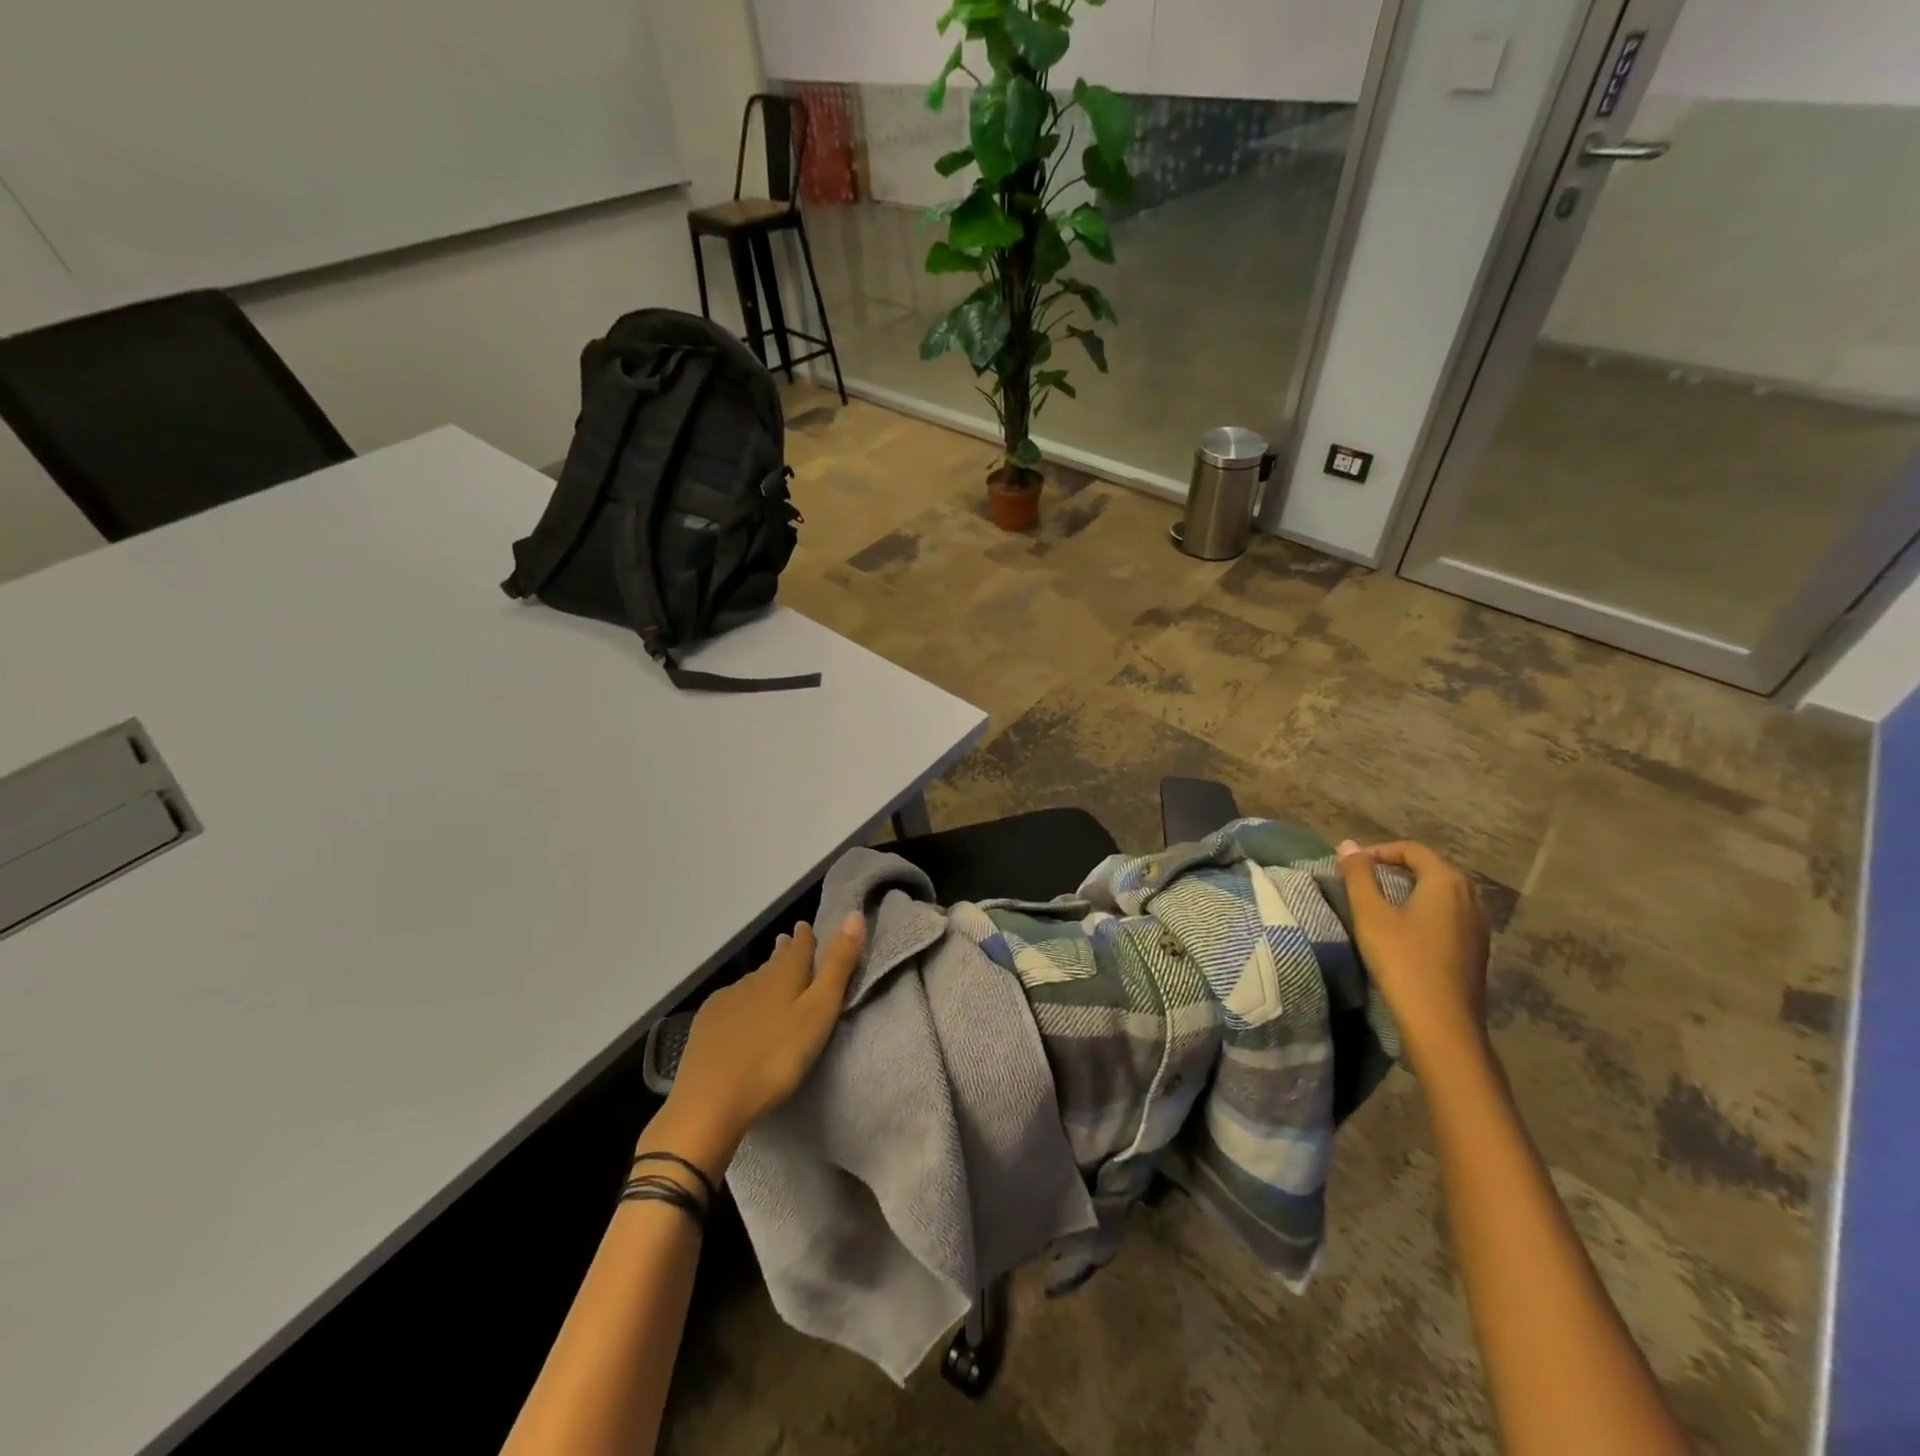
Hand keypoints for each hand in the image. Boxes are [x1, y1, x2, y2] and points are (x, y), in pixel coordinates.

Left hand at [647, 914, 866, 1177]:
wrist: (711, 1100)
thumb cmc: (776, 1057)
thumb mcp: (819, 1012)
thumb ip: (838, 966)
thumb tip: (854, 914)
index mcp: (784, 974)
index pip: (799, 946)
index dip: (806, 937)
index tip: (807, 927)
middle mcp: (754, 979)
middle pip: (774, 962)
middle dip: (785, 954)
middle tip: (789, 945)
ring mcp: (726, 1000)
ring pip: (753, 981)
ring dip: (765, 978)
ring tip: (771, 980)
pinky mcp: (706, 1024)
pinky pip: (732, 1002)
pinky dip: (743, 1001)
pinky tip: (741, 1013)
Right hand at [1336, 839, 1490, 1075]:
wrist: (1442, 1024)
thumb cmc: (1403, 961)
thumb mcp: (1371, 914)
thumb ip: (1358, 875)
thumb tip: (1348, 844)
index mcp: (1447, 882)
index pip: (1412, 850)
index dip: (1379, 851)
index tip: (1352, 864)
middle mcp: (1471, 897)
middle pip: (1430, 869)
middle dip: (1395, 868)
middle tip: (1363, 880)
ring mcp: (1478, 926)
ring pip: (1441, 893)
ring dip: (1410, 890)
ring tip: (1380, 903)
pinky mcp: (1476, 950)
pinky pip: (1449, 915)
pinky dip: (1424, 911)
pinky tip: (1404, 931)